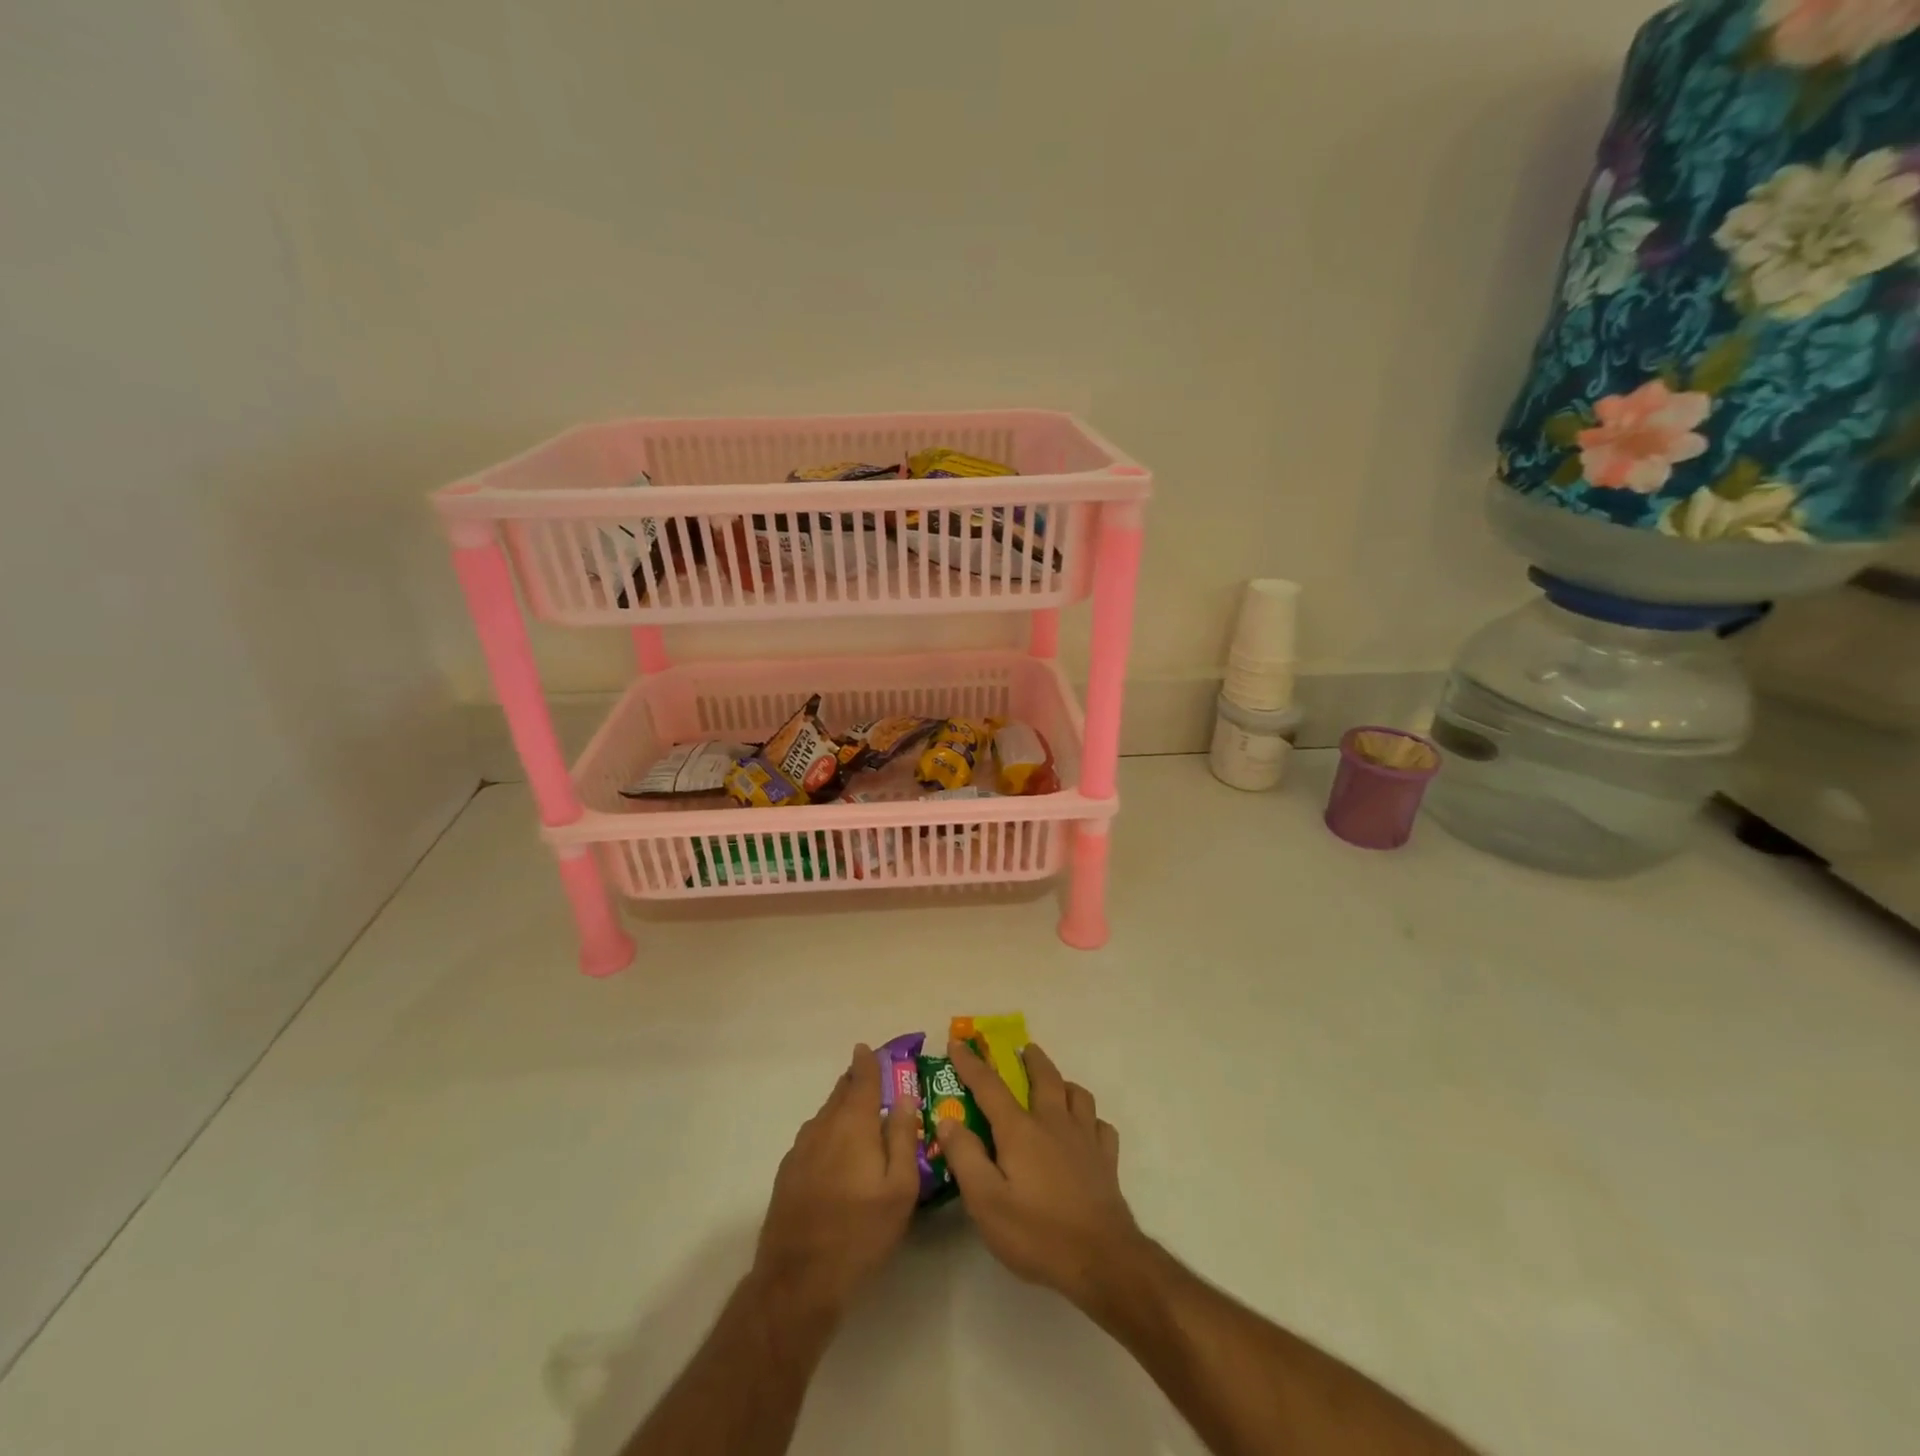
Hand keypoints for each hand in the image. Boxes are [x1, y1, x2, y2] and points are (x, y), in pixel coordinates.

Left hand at [752, 1044, 920, 1321]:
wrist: (798, 1280)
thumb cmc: (859, 1232)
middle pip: (841, 1092)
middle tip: (875, 1082)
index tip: (872, 1050)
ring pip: (826, 1116)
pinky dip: (829, 1133)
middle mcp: (823, 1125)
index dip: (869, 1061)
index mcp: (853, 1123)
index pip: (862, 1077)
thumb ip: (903, 1137)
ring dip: (843, 1109)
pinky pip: (814, 1138)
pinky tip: (838, 1157)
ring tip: (861, 1120)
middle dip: (857, 1082)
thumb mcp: (899, 1188)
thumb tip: (904, 1098)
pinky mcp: (788, 1172)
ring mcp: (801, 1148)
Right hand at [935, 1040, 1144, 1310]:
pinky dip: (1091, 1119)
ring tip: (1056, 1085)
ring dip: (1063, 1083)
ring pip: (1077, 1094)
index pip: (989, 1085)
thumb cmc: (1037, 1233)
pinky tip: (1086, 1129)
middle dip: (1031, 1059)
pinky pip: (1100, 1126)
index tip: (958, 1043)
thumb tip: (948, 1119)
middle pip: (1044, 1077)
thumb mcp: (986, 1202)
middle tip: (1023, 1049)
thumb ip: (965, 1157)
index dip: (971, 1063)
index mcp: (1020, 1130)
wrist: (1103, 1260)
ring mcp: (1085, 1139)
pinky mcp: (1107, 1160)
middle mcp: (1054, 1122)